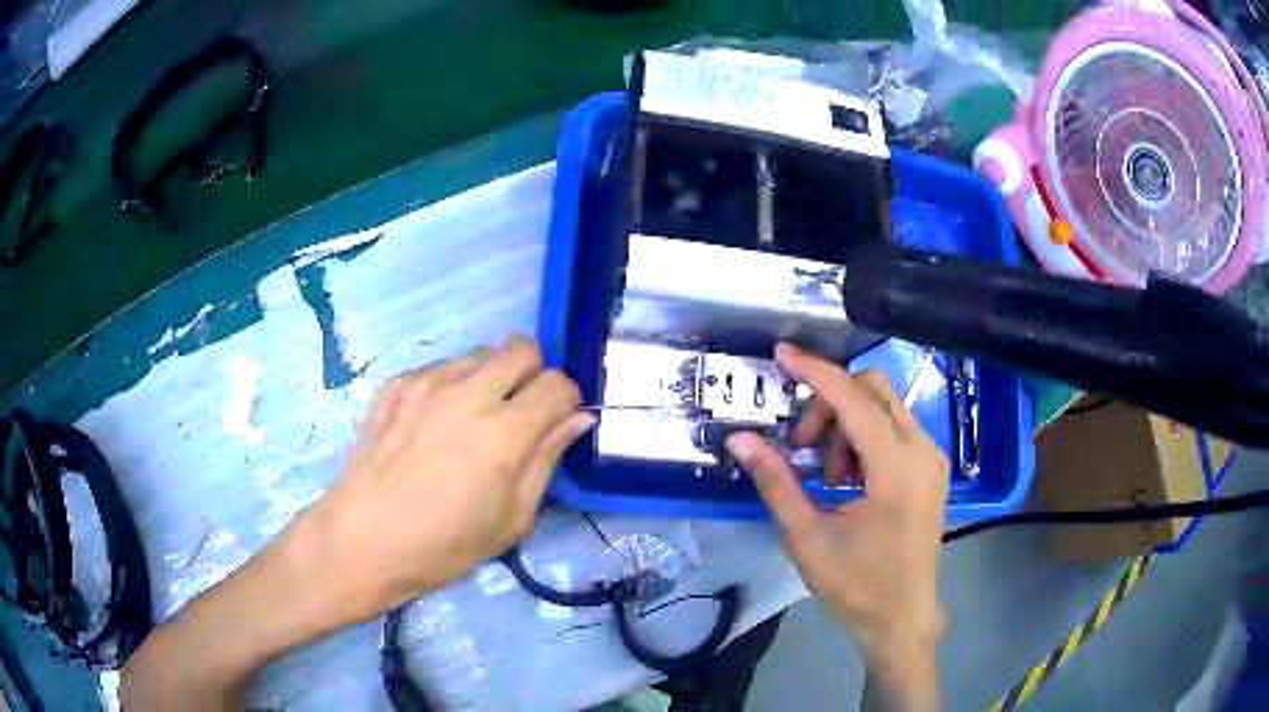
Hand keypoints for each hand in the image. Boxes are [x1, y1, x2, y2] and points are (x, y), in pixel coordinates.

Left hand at [306, 335, 593, 621]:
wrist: (363, 539)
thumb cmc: (443, 545)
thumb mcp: (511, 520)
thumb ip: (546, 460)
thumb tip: (576, 418)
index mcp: (502, 434)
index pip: (557, 384)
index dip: (565, 402)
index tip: (553, 424)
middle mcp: (467, 394)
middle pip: (522, 347)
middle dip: (532, 374)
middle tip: (517, 412)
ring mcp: (426, 383)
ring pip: (480, 354)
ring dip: (489, 379)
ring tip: (469, 421)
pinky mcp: (396, 383)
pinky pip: (440, 368)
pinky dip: (450, 388)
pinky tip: (432, 426)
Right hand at [726, 343, 946, 709]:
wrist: (902, 617)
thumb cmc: (855, 585)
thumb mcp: (806, 536)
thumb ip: (775, 481)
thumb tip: (740, 439)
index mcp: (896, 469)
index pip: (853, 399)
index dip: (814, 372)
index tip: (780, 355)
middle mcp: (922, 451)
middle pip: (873, 389)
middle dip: (829, 404)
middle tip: (802, 448)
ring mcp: (932, 457)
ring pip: (884, 405)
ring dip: (846, 423)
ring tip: (827, 476)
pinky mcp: (931, 467)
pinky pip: (895, 427)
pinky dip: (865, 436)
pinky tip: (849, 478)